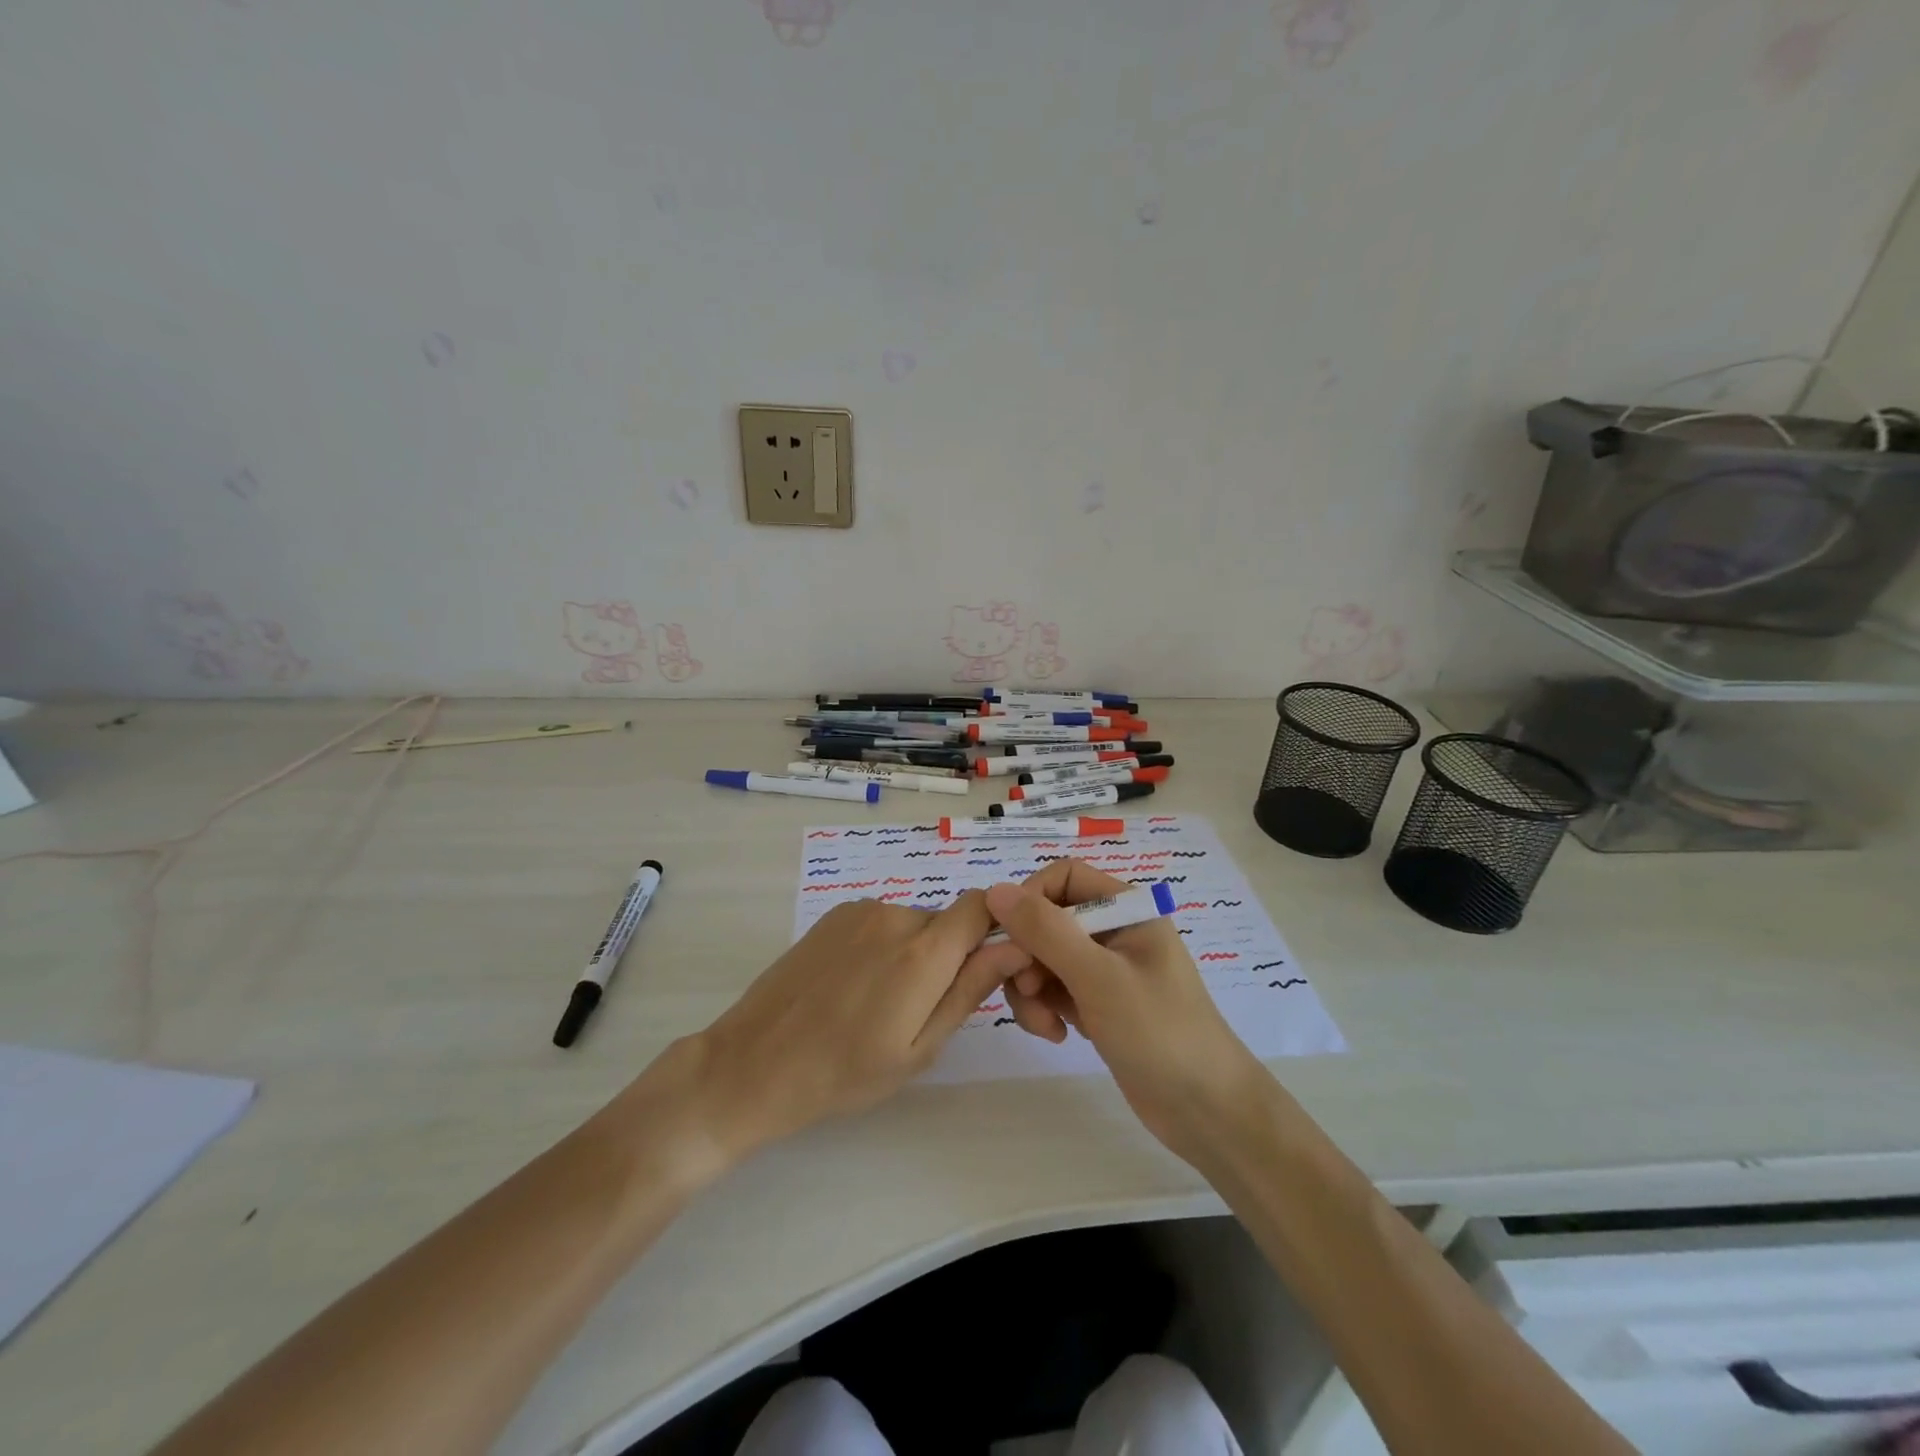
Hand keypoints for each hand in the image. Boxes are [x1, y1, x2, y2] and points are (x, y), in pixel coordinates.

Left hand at [684, 892, 1008, 1157]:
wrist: (753, 1063)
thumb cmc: (844, 1072)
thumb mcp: (919, 1048)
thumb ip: (970, 990)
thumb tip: (1016, 946)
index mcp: (924, 952)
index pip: (983, 906)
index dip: (996, 927)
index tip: (990, 965)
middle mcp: (896, 916)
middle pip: (947, 922)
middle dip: (949, 956)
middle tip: (920, 1010)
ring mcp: (861, 911)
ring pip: (913, 924)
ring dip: (913, 953)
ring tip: (879, 1004)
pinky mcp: (834, 915)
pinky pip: (880, 922)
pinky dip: (882, 946)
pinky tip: (853, 986)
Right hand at [984, 861, 1268, 1159]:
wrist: (1206, 1111)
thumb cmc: (1159, 1032)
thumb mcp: (1098, 977)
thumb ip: (1046, 931)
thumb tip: (994, 890)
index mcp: (1126, 908)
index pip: (1062, 877)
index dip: (1029, 899)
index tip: (1008, 938)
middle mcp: (1114, 930)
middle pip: (1047, 920)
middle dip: (1027, 955)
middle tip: (1026, 991)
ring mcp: (1105, 969)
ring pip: (1043, 957)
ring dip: (1032, 988)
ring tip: (1044, 1024)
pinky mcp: (1098, 1003)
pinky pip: (1054, 988)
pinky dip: (1045, 1007)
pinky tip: (1057, 1034)